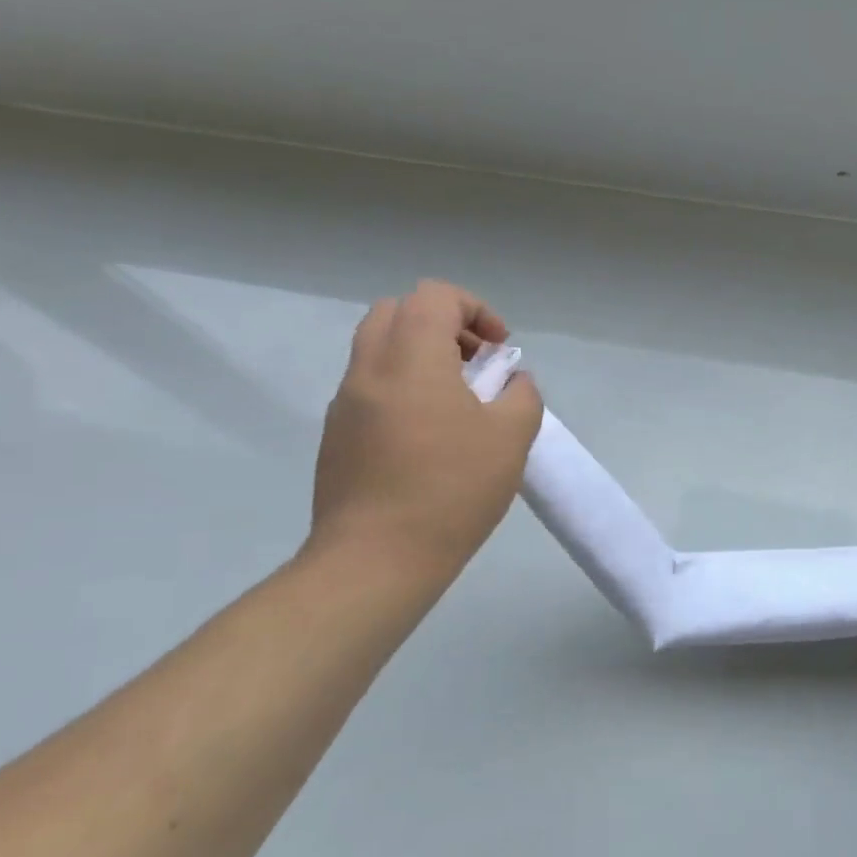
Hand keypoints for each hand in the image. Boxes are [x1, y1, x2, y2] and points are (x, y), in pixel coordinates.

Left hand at [308, 280, 542, 586]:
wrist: (375, 560)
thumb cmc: (451, 490)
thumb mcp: (511, 437)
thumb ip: (520, 395)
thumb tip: (510, 382)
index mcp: (411, 360)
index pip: (434, 296)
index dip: (475, 310)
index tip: (499, 350)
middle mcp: (369, 370)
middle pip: (396, 311)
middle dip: (443, 325)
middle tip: (474, 364)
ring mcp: (345, 404)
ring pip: (378, 349)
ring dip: (420, 355)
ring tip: (457, 401)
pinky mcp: (336, 436)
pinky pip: (370, 386)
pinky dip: (402, 386)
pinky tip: (430, 436)